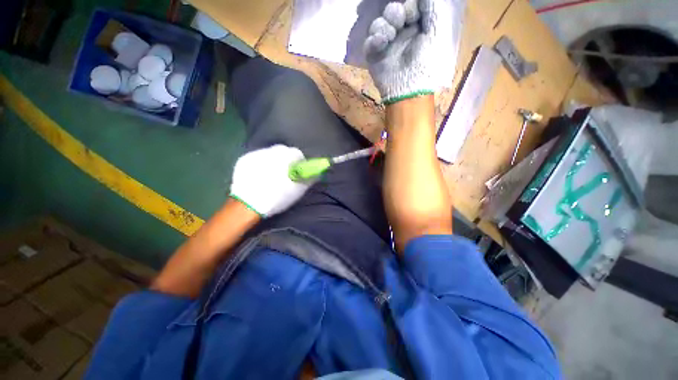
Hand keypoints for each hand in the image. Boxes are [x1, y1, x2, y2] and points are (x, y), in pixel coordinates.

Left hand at [229, 145, 310, 216]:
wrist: (248, 204)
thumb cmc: (278, 197)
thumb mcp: (298, 190)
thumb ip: (309, 179)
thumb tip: (316, 173)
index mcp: (286, 156)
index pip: (297, 154)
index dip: (299, 163)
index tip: (298, 173)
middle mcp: (271, 150)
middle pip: (283, 152)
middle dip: (285, 161)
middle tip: (284, 175)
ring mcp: (255, 154)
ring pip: (269, 154)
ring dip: (273, 162)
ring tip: (270, 177)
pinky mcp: (243, 160)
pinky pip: (257, 159)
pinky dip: (260, 165)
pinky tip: (259, 177)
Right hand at [364, 0, 454, 103]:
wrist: (409, 87)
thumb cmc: (428, 59)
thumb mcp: (438, 27)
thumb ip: (432, 4)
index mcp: (419, 27)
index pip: (409, 5)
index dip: (410, 5)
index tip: (413, 15)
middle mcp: (402, 34)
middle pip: (392, 10)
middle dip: (395, 13)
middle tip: (400, 22)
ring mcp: (387, 45)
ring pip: (379, 23)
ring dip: (384, 26)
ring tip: (390, 37)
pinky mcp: (374, 56)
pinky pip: (369, 41)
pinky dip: (374, 40)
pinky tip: (381, 44)